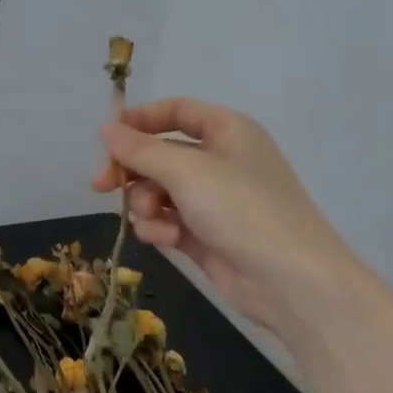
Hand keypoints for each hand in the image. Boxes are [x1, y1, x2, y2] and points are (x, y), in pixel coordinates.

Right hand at [93, 98, 356, 338]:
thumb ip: (140, 150)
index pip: (176, 112)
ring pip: (160, 191)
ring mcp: (214, 201)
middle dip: (133, 171)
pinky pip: (169, 221)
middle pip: (161, 154)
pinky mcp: (207, 236)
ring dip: (147, 204)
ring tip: (152, 219)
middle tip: (101, 186)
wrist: (290, 280)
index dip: (140, 121)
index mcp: (227, 131)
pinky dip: (161, 228)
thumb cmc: (242, 209)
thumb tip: (105, 129)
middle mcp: (221, 161)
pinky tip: (166, 240)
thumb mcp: (186, 171)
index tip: (106, 139)